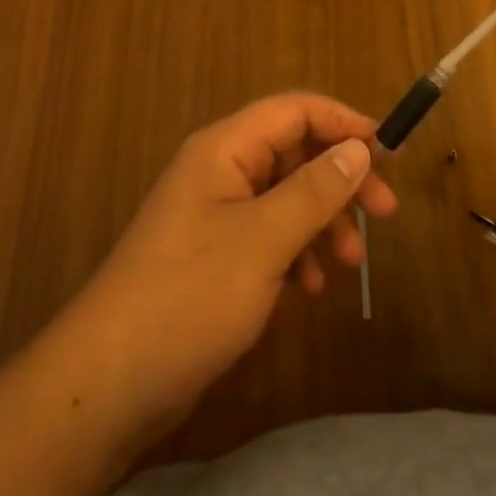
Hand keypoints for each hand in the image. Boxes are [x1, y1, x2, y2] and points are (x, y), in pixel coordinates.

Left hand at [73, 93, 396, 437]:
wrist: (107, 384)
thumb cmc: (189, 296)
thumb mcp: (263, 240)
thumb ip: (315, 190)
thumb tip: (359, 147)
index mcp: (224, 150)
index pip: (295, 110)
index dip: (343, 123)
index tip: (387, 155)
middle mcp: (219, 171)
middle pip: (293, 152)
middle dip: (340, 179)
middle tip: (384, 214)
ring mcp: (213, 214)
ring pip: (284, 196)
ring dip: (322, 220)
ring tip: (349, 263)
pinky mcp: (212, 255)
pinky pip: (267, 234)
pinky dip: (295, 252)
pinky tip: (307, 288)